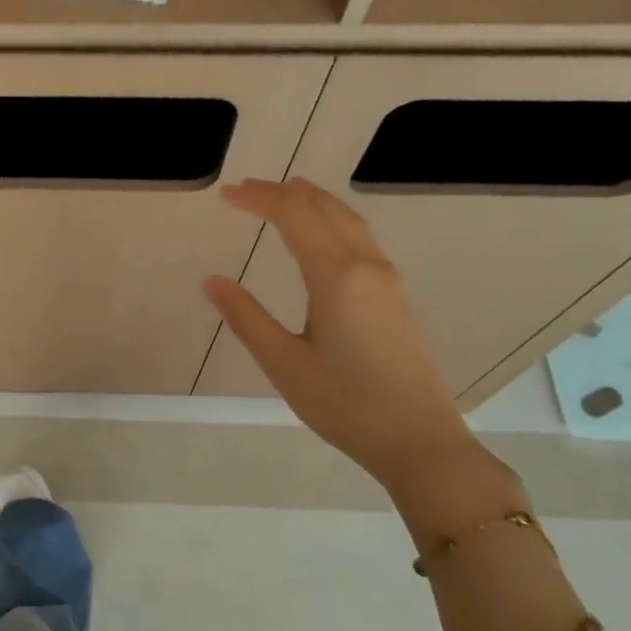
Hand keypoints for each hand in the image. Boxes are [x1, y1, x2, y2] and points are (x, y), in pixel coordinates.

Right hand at [202, 179, 480, 493]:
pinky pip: (360, 239)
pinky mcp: (394, 296)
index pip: (295, 216)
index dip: (260, 198)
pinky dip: (331, 221)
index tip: (227, 194)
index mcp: (337, 277)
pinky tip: (320, 235)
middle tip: (245, 191)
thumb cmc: (344, 405)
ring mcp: (387, 280)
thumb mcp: (284, 364)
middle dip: (284, 193)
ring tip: (282, 196)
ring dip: (312, 202)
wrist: (418, 440)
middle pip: (325, 209)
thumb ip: (246, 318)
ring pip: (348, 220)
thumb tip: (211, 282)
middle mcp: (367, 266)